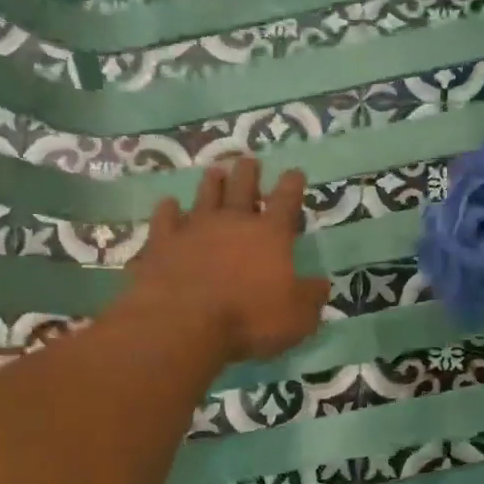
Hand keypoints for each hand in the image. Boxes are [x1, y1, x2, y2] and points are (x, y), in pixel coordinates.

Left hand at [124, 157, 330, 363]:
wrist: (183, 323)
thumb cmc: (249, 319)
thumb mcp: (297, 317)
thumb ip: (311, 297)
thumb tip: (322, 284)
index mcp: (270, 235)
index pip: (286, 201)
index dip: (292, 185)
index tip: (295, 172)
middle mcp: (232, 222)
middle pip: (242, 188)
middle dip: (248, 173)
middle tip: (249, 160)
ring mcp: (193, 229)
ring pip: (205, 196)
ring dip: (212, 183)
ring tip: (215, 171)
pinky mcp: (161, 243)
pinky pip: (165, 220)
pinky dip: (167, 211)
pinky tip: (168, 205)